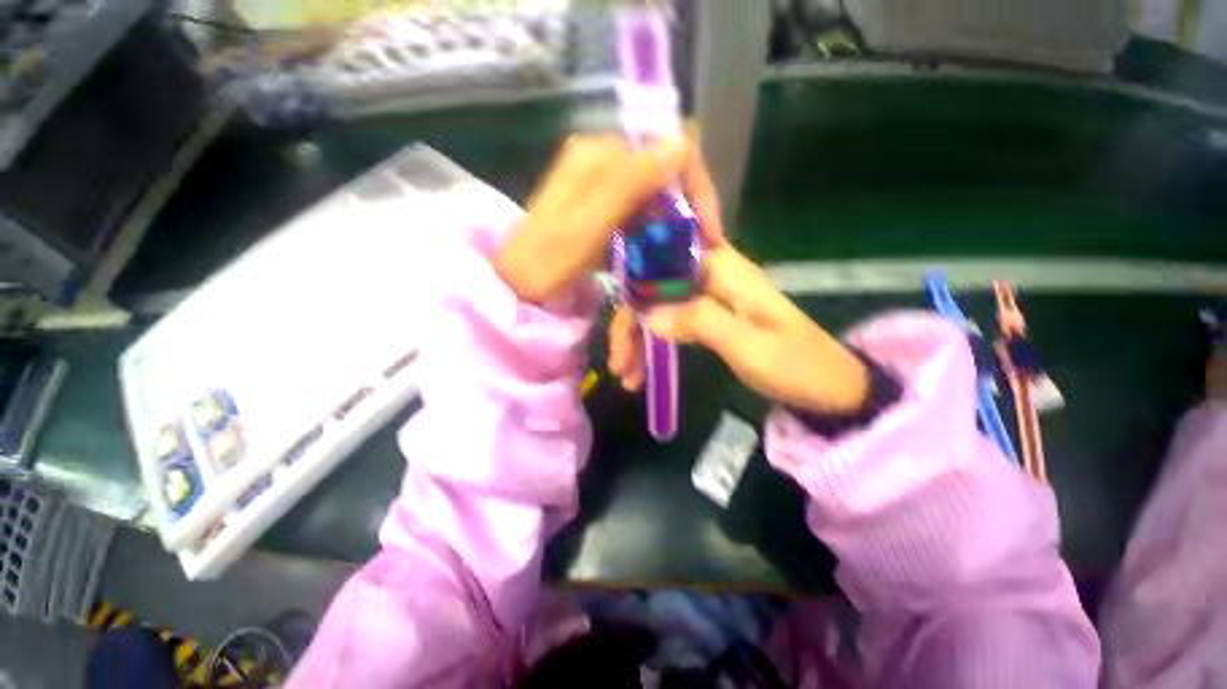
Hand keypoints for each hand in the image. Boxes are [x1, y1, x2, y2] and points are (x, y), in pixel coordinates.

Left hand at [493, 129, 723, 303]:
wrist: (517, 287)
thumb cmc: (548, 264)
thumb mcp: (587, 227)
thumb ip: (629, 184)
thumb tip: (680, 141)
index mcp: (597, 156)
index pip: (665, 149)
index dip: (694, 186)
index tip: (708, 231)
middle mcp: (600, 161)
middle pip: (662, 172)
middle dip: (686, 208)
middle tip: (701, 248)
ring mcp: (599, 185)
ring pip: (653, 193)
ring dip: (673, 222)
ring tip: (685, 255)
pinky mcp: (600, 208)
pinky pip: (639, 212)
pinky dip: (654, 231)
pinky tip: (660, 253)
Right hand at [609, 245, 869, 413]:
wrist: (829, 388)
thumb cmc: (797, 366)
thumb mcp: (750, 345)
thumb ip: (700, 322)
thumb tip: (648, 313)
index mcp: (724, 269)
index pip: (664, 257)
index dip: (634, 278)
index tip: (616, 313)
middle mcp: (710, 275)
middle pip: (654, 286)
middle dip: (630, 322)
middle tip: (618, 364)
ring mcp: (708, 296)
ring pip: (657, 306)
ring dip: (637, 338)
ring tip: (626, 376)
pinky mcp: (707, 317)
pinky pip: (669, 322)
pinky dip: (652, 344)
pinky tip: (642, 370)